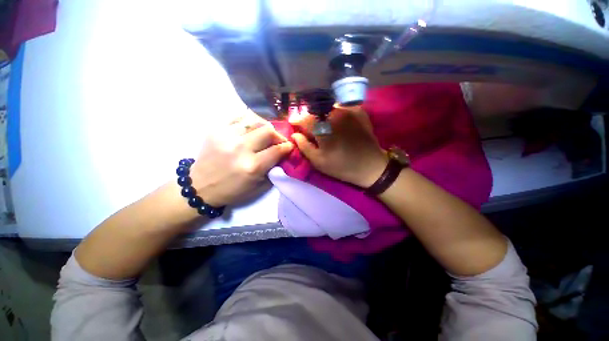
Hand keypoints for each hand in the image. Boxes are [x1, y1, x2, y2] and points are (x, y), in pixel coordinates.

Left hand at [190, 111, 292, 205]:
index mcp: (253, 166)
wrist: (200, 186)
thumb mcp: (258, 186)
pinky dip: (248, 121)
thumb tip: (282, 154)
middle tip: (277, 140)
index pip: (277, 149)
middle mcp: (241, 148)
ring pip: (254, 120)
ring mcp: (226, 136)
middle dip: (278, 135)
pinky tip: (250, 128)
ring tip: (264, 134)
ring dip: (264, 127)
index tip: (289, 146)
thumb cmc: (232, 190)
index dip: (287, 146)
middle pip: (268, 131)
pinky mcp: (215, 129)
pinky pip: (238, 117)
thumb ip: (273, 169)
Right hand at [291, 106, 387, 187]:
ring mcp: (348, 110)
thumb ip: (304, 146)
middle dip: (309, 118)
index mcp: (323, 127)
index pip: (303, 118)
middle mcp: (334, 113)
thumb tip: (295, 134)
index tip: (294, 125)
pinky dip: (335, 113)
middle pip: (315, 110)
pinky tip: (336, 123)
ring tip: (323, 126)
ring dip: (322, 115)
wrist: (371, 166)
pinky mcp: (358, 111)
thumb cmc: (342, 166)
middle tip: (309, 128)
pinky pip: (341, 107)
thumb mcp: (318, 161)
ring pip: (327, 107)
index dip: (296, 121)